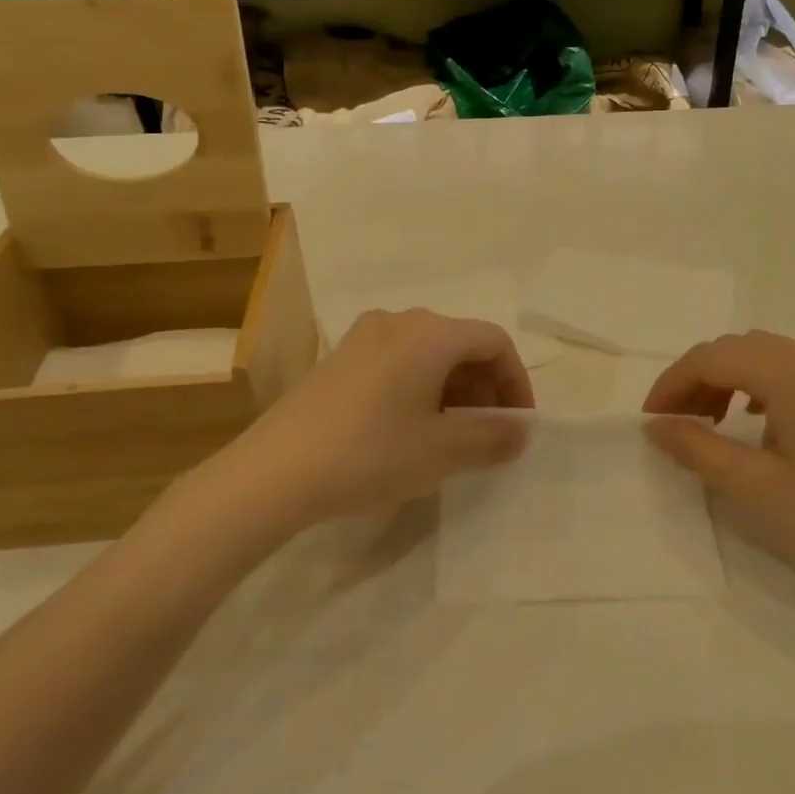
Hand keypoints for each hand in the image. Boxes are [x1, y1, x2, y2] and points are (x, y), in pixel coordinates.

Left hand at [203, 309, 533, 532]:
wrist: (274, 472)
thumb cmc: (370, 453)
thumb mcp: (442, 451)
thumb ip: (492, 438)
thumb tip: (519, 432)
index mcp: (430, 333)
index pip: (494, 342)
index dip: (516, 381)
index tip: (517, 425)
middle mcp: (398, 321)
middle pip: (461, 343)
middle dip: (485, 388)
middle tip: (488, 434)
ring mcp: (364, 337)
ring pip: (429, 354)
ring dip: (454, 390)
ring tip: (453, 436)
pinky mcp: (340, 359)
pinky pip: (398, 362)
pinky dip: (421, 388)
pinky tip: (411, 429)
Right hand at [643, 331, 794, 605]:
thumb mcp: (756, 486)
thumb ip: (698, 449)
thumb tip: (656, 426)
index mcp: (788, 371)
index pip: (710, 357)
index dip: (672, 384)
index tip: (651, 421)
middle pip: (736, 349)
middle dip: (697, 380)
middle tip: (676, 424)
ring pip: (762, 356)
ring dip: (727, 380)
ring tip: (710, 424)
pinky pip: (789, 370)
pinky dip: (757, 386)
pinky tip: (756, 424)